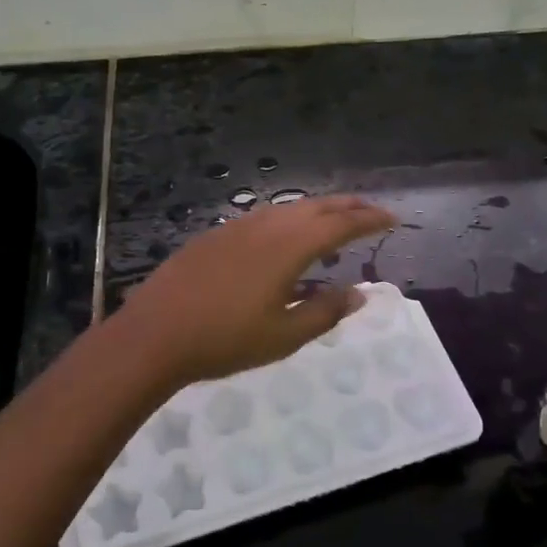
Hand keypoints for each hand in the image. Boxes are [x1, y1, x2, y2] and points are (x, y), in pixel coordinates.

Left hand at [109, 195, 396, 387]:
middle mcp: (267, 226)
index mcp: (289, 247)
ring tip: (333, 222)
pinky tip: (284, 238)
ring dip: (317, 210)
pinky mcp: (215, 235)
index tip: (392, 218)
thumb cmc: (225, 340)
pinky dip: (288, 220)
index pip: (340, 225)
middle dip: (348, 206)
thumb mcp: (284, 336)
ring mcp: (237, 227)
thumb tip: (359, 293)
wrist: (155, 333)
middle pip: (316, 206)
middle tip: (370, 212)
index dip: (369, 220)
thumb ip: (325, 311)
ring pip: (288, 208)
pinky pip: (264, 217)